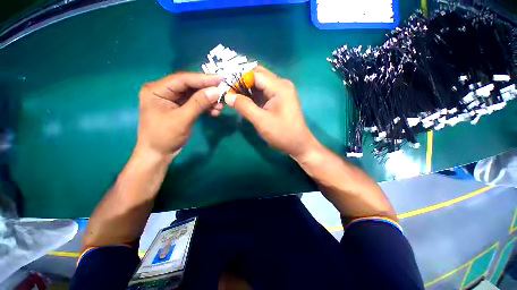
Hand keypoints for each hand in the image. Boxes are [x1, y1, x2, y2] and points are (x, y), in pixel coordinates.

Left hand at [137, 73, 222, 157]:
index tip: (221, 78)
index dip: (203, 78)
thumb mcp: (182, 119)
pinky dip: (205, 107)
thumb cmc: (165, 137)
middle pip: (190, 86)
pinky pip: (195, 103)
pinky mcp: (179, 108)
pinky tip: (215, 112)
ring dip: (208, 100)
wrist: (158, 154)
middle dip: (207, 91)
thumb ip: (199, 103)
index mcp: (157, 89)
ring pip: (194, 95)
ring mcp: (172, 100)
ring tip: (220, 106)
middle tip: (223, 92)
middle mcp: (164, 91)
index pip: (183, 79)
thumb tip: (216, 91)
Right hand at [225, 66, 318, 158]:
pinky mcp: (279, 99)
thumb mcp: (261, 121)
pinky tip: (244, 101)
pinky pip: (263, 93)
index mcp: (279, 87)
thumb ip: (244, 106)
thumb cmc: (282, 134)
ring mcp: (281, 92)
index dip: (239, 78)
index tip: (226, 87)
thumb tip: (227, 96)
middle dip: (242, 82)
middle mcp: (281, 85)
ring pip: (259, 84)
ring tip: (233, 96)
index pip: (255, 73)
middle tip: (228, 91)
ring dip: (246, 89)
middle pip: (258, 76)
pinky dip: (253, 95)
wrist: (299, 145)